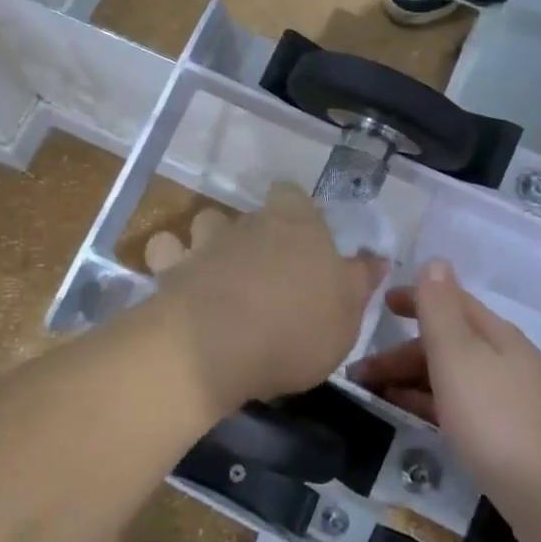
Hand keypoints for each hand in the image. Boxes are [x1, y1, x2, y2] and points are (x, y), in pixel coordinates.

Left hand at [152, 185, 384, 418]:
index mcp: (297, 225)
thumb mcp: (346, 315)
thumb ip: (359, 282)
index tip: (301, 236)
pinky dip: (169, 258)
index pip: (291, 194)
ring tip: (218, 274)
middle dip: (255, 235)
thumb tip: (375, 258)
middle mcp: (249, 223)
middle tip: (265, 273)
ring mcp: (205, 242)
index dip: (295, 210)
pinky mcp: (168, 267)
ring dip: (209, 241)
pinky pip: (165, 249)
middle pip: (251, 214)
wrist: (217, 347)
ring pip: (205, 223)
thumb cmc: (295, 329)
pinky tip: (176, 280)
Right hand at [350, 261, 540, 505]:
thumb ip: (440, 310)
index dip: (414, 298)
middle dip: (401, 352)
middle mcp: (504, 361)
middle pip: (447, 344)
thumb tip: (434, 260)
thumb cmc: (500, 420)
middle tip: (359, 374)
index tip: (378, 304)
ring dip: (412, 381)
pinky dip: (431, 407)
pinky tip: (413, 423)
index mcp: (493, 335)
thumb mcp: (459, 357)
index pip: (449, 301)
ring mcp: (510, 402)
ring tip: (374, 398)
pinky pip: (459, 409)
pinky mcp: (510, 441)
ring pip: (451, 378)